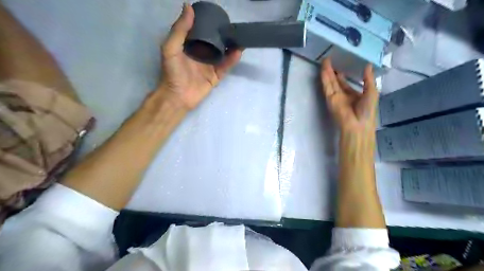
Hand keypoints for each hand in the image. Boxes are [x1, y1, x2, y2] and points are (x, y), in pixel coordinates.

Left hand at [158, 4, 241, 109]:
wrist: (177, 96)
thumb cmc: (172, 72)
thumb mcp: (170, 48)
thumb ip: (179, 29)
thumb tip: (189, 6)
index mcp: (189, 46)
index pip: (200, 31)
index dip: (208, 23)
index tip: (218, 15)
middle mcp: (200, 54)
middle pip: (214, 42)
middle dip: (223, 35)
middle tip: (233, 26)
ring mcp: (209, 66)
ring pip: (222, 54)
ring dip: (231, 46)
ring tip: (240, 37)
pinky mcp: (215, 76)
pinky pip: (225, 67)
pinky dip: (232, 60)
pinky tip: (238, 52)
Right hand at [320, 58, 379, 132]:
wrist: (358, 125)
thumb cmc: (367, 111)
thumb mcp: (372, 92)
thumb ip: (368, 79)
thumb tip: (368, 65)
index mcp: (353, 95)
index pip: (344, 84)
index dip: (341, 76)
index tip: (339, 67)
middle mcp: (342, 95)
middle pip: (335, 81)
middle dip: (332, 71)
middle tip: (329, 61)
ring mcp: (335, 97)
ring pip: (330, 82)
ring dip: (327, 72)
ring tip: (325, 61)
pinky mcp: (330, 98)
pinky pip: (326, 86)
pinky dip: (325, 78)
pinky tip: (324, 69)